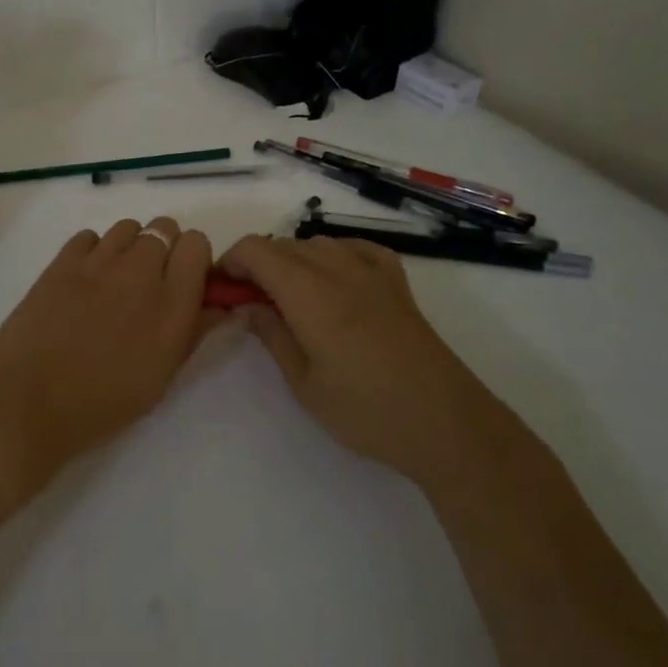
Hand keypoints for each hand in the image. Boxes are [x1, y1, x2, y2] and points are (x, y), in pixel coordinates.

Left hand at [0, 218, 216, 495]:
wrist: (28, 403)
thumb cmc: (102, 403)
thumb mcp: (161, 377)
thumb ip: (193, 332)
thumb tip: (219, 305)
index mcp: (172, 304)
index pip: (198, 244)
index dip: (194, 260)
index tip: (185, 282)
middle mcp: (140, 272)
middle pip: (165, 228)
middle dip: (165, 250)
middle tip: (150, 284)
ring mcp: (98, 262)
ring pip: (128, 227)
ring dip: (130, 247)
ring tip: (116, 281)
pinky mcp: (62, 261)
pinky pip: (90, 236)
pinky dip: (94, 251)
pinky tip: (85, 281)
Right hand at [217, 234, 470, 478]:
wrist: (445, 423)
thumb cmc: (366, 411)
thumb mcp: (304, 383)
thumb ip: (272, 335)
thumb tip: (248, 305)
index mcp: (309, 293)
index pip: (256, 250)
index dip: (231, 261)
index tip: (222, 289)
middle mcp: (338, 269)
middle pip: (283, 245)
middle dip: (257, 264)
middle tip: (250, 303)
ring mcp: (372, 272)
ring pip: (317, 243)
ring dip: (292, 260)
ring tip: (289, 299)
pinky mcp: (397, 282)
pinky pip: (355, 248)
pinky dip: (333, 254)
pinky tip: (333, 279)